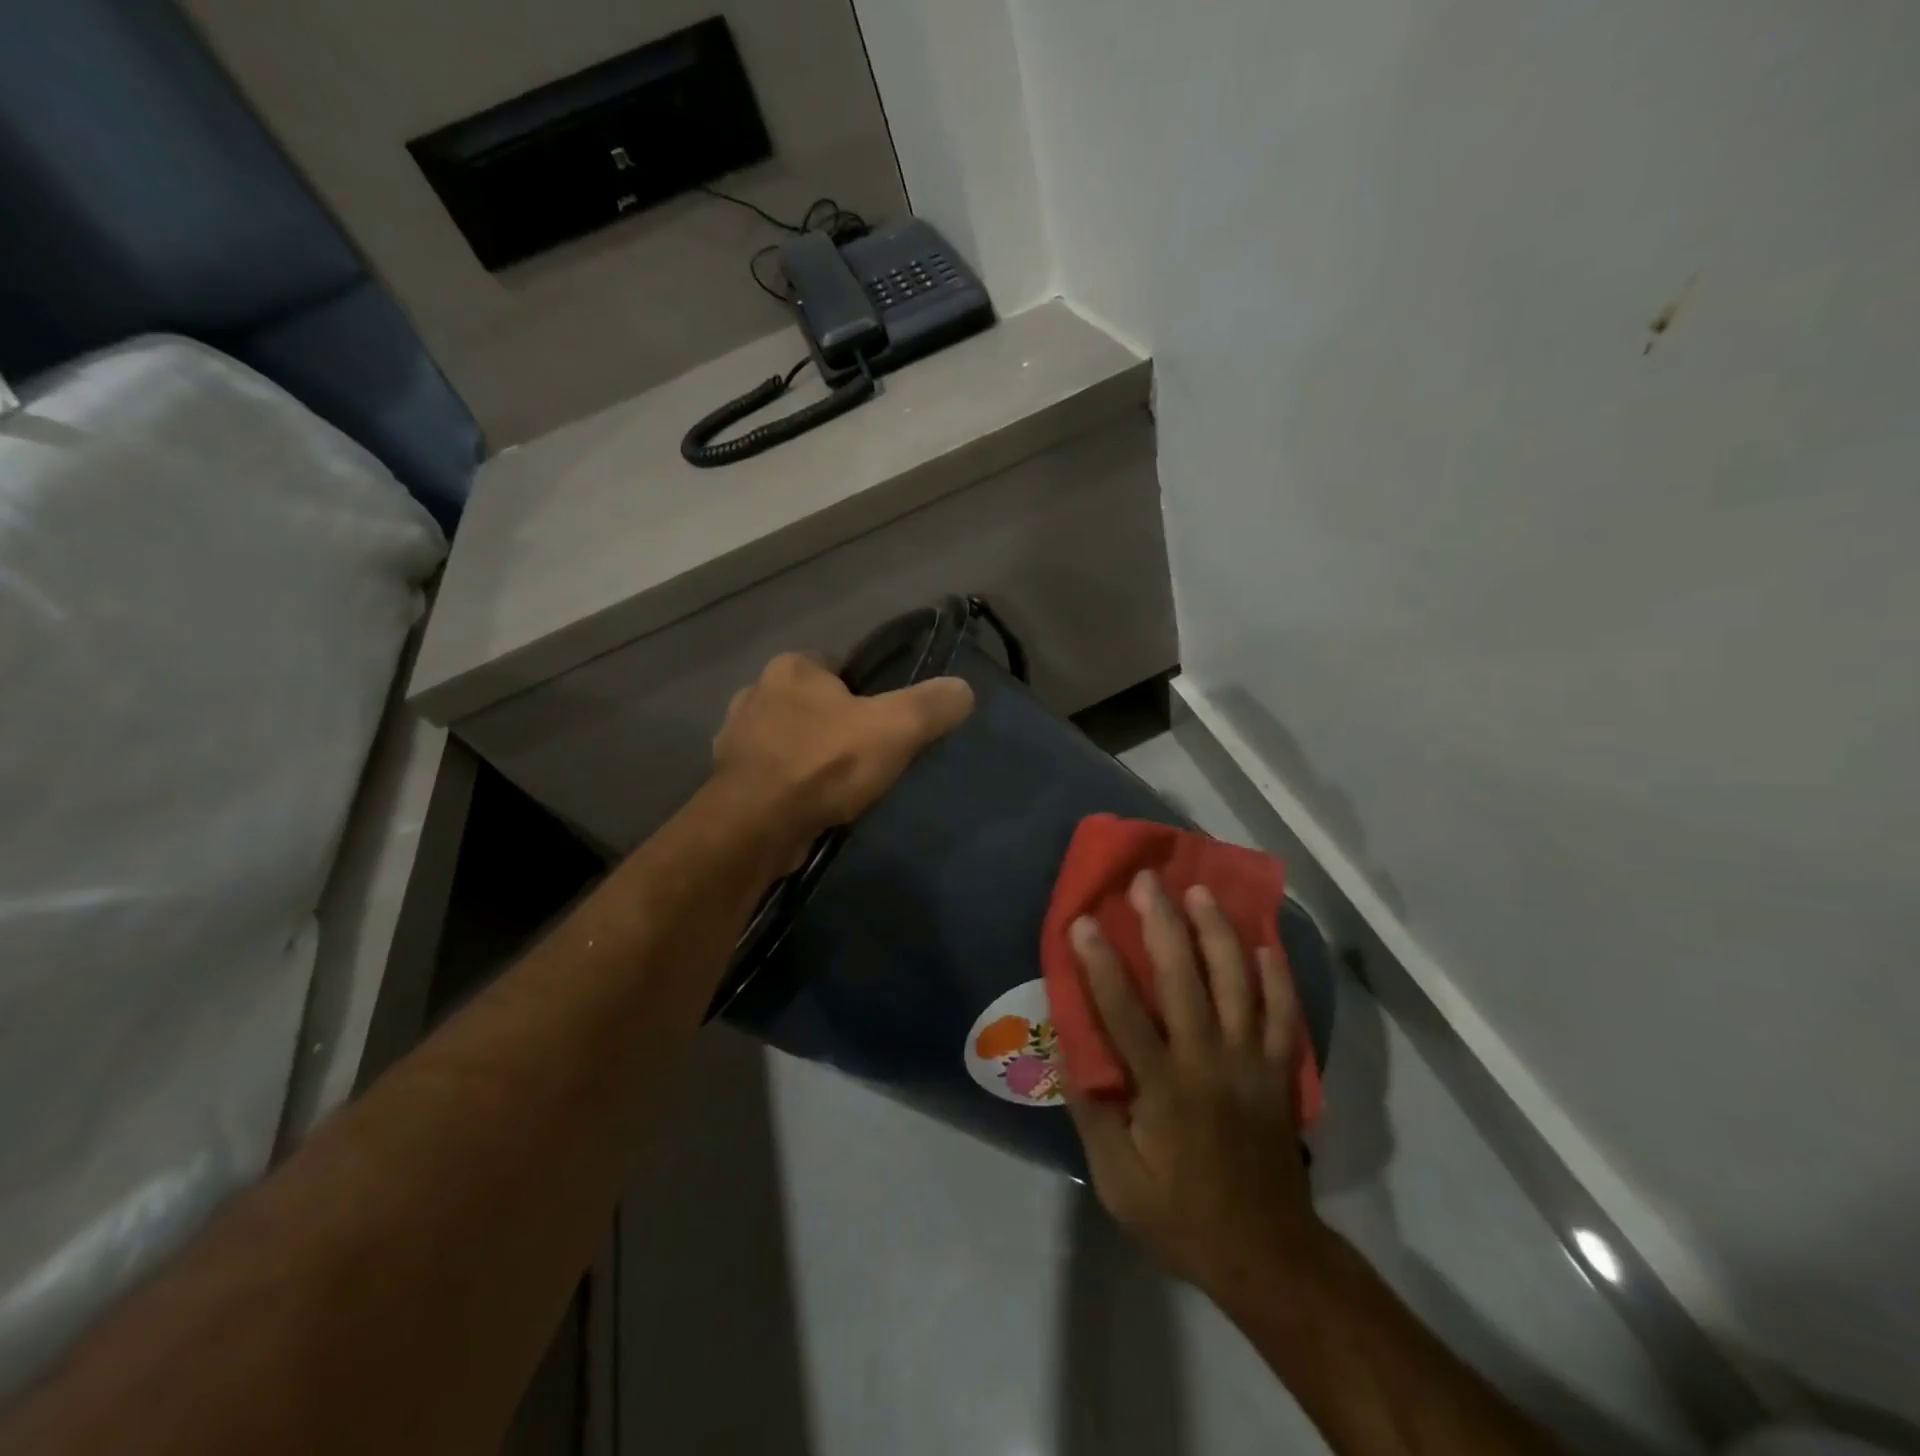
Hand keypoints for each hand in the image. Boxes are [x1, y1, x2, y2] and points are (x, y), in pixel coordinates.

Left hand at [712, 652, 974, 845]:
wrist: (758, 825)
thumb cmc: (826, 763)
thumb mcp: (896, 728)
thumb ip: (932, 705)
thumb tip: (964, 690)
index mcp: (791, 668)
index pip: (836, 665)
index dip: (864, 690)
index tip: (883, 720)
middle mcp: (755, 693)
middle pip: (811, 703)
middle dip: (834, 724)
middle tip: (866, 754)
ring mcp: (735, 738)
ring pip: (787, 738)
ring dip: (808, 755)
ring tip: (838, 784)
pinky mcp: (727, 780)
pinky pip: (769, 773)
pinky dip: (788, 784)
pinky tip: (809, 804)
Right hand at [1065, 870, 1323, 1295]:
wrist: (1267, 1253)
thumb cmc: (1181, 1214)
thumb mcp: (1118, 1180)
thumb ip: (1092, 1112)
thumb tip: (1070, 1050)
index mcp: (1164, 1087)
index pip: (1124, 1012)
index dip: (1101, 963)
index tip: (1083, 921)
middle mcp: (1210, 1061)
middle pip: (1185, 978)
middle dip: (1163, 923)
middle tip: (1146, 881)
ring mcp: (1252, 1061)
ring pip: (1238, 981)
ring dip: (1217, 931)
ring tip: (1199, 891)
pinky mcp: (1280, 1070)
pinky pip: (1284, 1012)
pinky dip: (1276, 974)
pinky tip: (1263, 943)